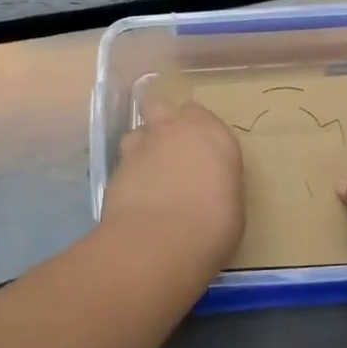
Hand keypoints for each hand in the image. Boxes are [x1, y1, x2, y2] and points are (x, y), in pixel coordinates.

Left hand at [101, 102, 244, 271]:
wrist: (162, 241)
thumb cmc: (213, 225)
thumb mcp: (231, 202)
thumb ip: (215, 180)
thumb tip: (206, 185)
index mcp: (211, 134)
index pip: (198, 113)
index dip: (195, 128)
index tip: (199, 148)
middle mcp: (174, 129)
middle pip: (160, 106)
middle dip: (161, 120)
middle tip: (169, 149)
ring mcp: (141, 145)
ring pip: (137, 132)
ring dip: (142, 147)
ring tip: (148, 175)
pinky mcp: (116, 167)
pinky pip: (123, 162)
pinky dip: (128, 175)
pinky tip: (134, 197)